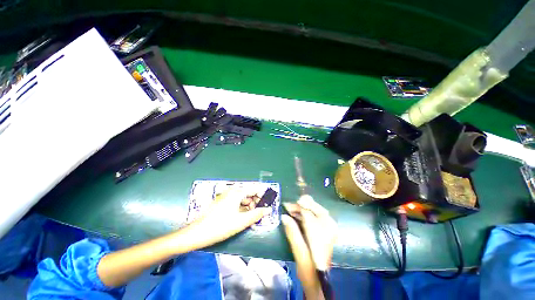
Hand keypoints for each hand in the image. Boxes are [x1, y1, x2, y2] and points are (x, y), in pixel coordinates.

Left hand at [184, 187, 271, 249]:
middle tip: (260, 211)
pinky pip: (235, 201)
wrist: (196, 234)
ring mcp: (225, 196)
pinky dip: (241, 207)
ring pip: (241, 197)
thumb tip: (268, 209)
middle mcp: (231, 191)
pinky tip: (242, 216)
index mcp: (236, 193)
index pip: (254, 189)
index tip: (268, 202)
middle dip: (256, 201)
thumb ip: (257, 214)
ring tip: (252, 215)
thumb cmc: (220, 227)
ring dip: (249, 205)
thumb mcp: (241, 222)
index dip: (263, 195)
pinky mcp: (221, 202)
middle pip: (248, 192)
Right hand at [282, 196, 336, 299]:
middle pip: (315, 208)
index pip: (310, 213)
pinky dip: (307, 213)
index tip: (286, 204)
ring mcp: (330, 229)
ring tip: (291, 209)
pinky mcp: (328, 231)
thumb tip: (284, 216)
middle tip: (288, 206)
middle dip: (301, 204)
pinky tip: (298, 215)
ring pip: (317, 211)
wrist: (321, 282)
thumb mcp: (299, 253)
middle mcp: (329, 228)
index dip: (298, 206)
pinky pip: (318, 216)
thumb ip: (293, 233)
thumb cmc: (309, 270)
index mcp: (323, 234)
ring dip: (304, 208)